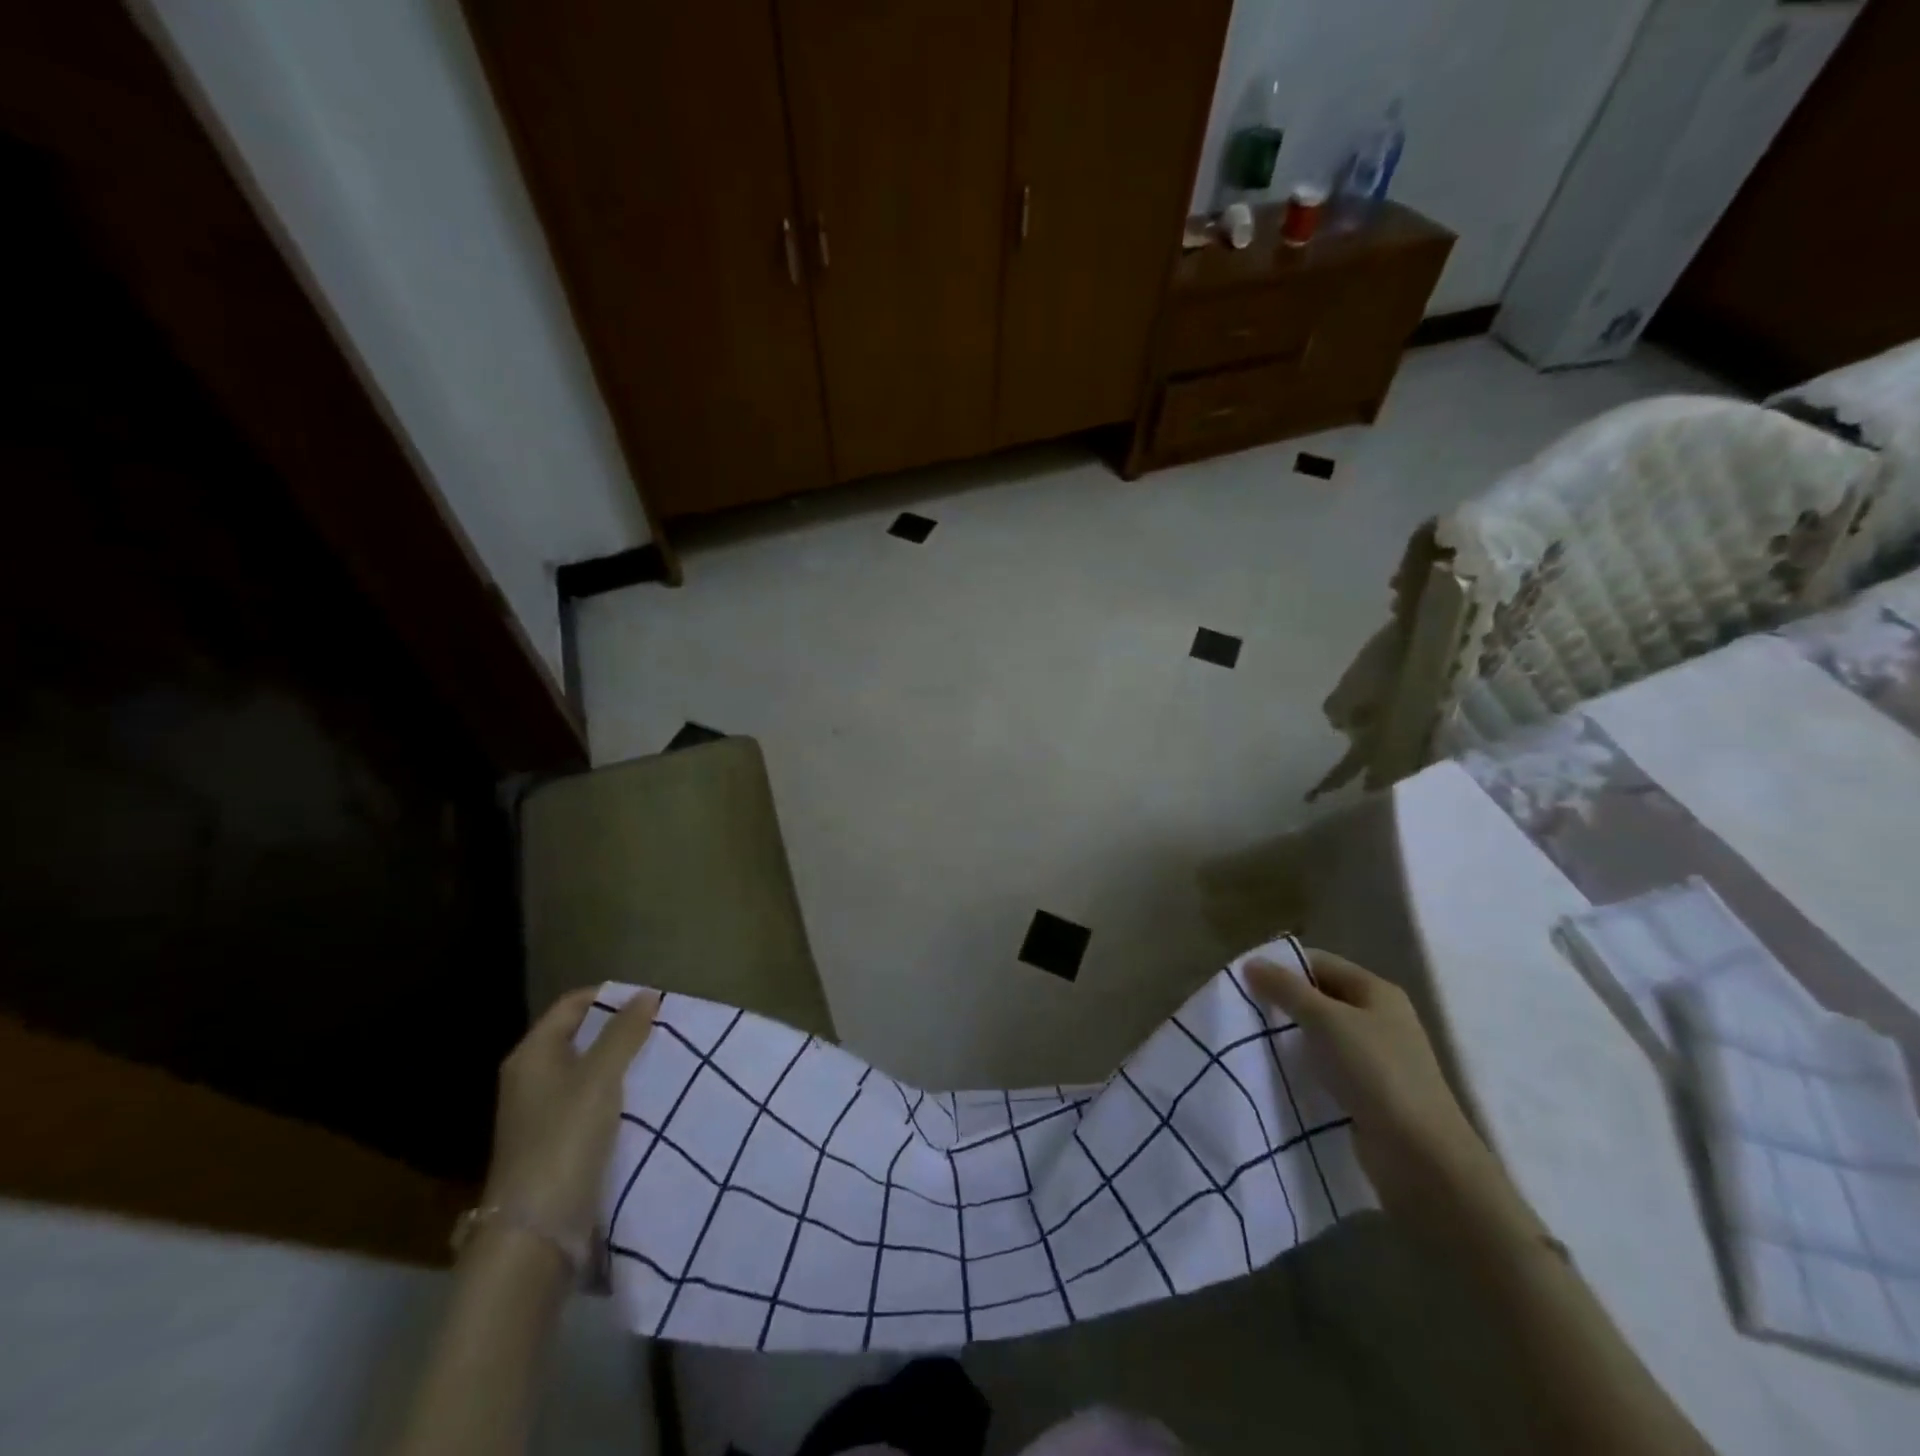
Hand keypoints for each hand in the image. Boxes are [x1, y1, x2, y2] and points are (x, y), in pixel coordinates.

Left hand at [480, 987, 659, 1249]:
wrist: (535, 1231)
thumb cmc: (564, 1139)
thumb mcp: (600, 1077)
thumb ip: (624, 1033)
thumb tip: (646, 995)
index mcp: (532, 1054)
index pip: (573, 1004)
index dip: (611, 997)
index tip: (652, 1001)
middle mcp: (531, 1078)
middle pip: (581, 1036)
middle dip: (621, 1030)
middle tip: (663, 1028)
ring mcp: (542, 1113)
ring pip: (589, 1071)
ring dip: (623, 1063)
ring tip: (663, 1059)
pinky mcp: (557, 1142)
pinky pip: (592, 1102)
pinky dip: (617, 1094)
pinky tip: (646, 1098)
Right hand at [1247, 949, 1501, 1215]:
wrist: (1421, 1156)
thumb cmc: (1374, 1072)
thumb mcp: (1325, 1020)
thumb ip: (1286, 989)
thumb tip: (1251, 963)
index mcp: (1376, 991)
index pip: (1320, 963)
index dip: (1283, 966)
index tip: (1245, 979)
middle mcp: (1380, 1018)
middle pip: (1321, 997)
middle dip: (1283, 1002)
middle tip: (1244, 1010)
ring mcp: (1378, 1057)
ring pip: (1322, 1034)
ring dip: (1291, 1036)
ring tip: (1253, 1041)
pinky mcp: (1370, 1092)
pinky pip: (1328, 1066)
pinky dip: (1304, 1066)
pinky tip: (1280, 1073)